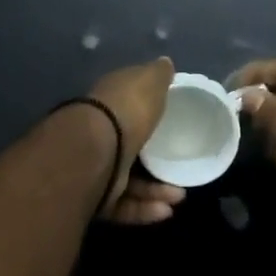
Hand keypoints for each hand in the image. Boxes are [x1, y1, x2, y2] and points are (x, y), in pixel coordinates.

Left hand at [87, 57, 184, 224]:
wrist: (93, 151)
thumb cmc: (125, 111)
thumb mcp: (147, 83)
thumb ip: (158, 75)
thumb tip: (166, 64)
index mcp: (107, 106)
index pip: (126, 107)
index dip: (147, 113)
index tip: (172, 123)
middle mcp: (97, 137)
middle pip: (129, 149)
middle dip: (157, 162)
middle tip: (182, 169)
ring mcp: (94, 169)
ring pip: (129, 182)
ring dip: (156, 190)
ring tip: (179, 196)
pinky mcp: (93, 199)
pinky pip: (122, 206)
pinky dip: (143, 209)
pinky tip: (166, 211)